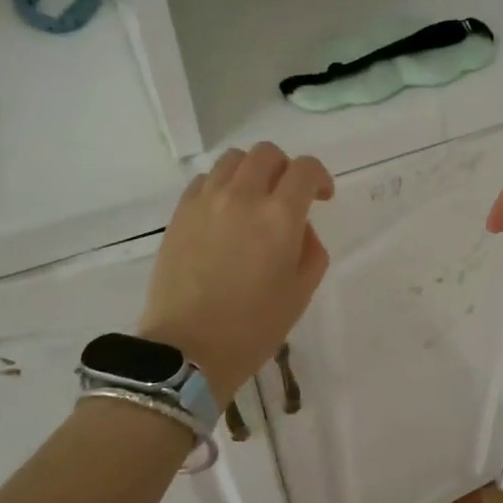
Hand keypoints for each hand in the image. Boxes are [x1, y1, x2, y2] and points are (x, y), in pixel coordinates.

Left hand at [139, 143, 334, 405]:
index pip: (305, 169)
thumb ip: (311, 249)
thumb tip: (299, 228)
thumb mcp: (301, 291)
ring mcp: (206, 201)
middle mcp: (242, 197)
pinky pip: (204, 180)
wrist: (188, 349)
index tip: (322, 198)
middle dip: (285, 169)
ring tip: (254, 200)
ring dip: (252, 172)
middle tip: (288, 197)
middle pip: (267, 153)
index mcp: (279, 216)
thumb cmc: (254, 327)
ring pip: (233, 160)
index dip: (319, 177)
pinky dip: (222, 186)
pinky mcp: (180, 213)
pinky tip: (224, 213)